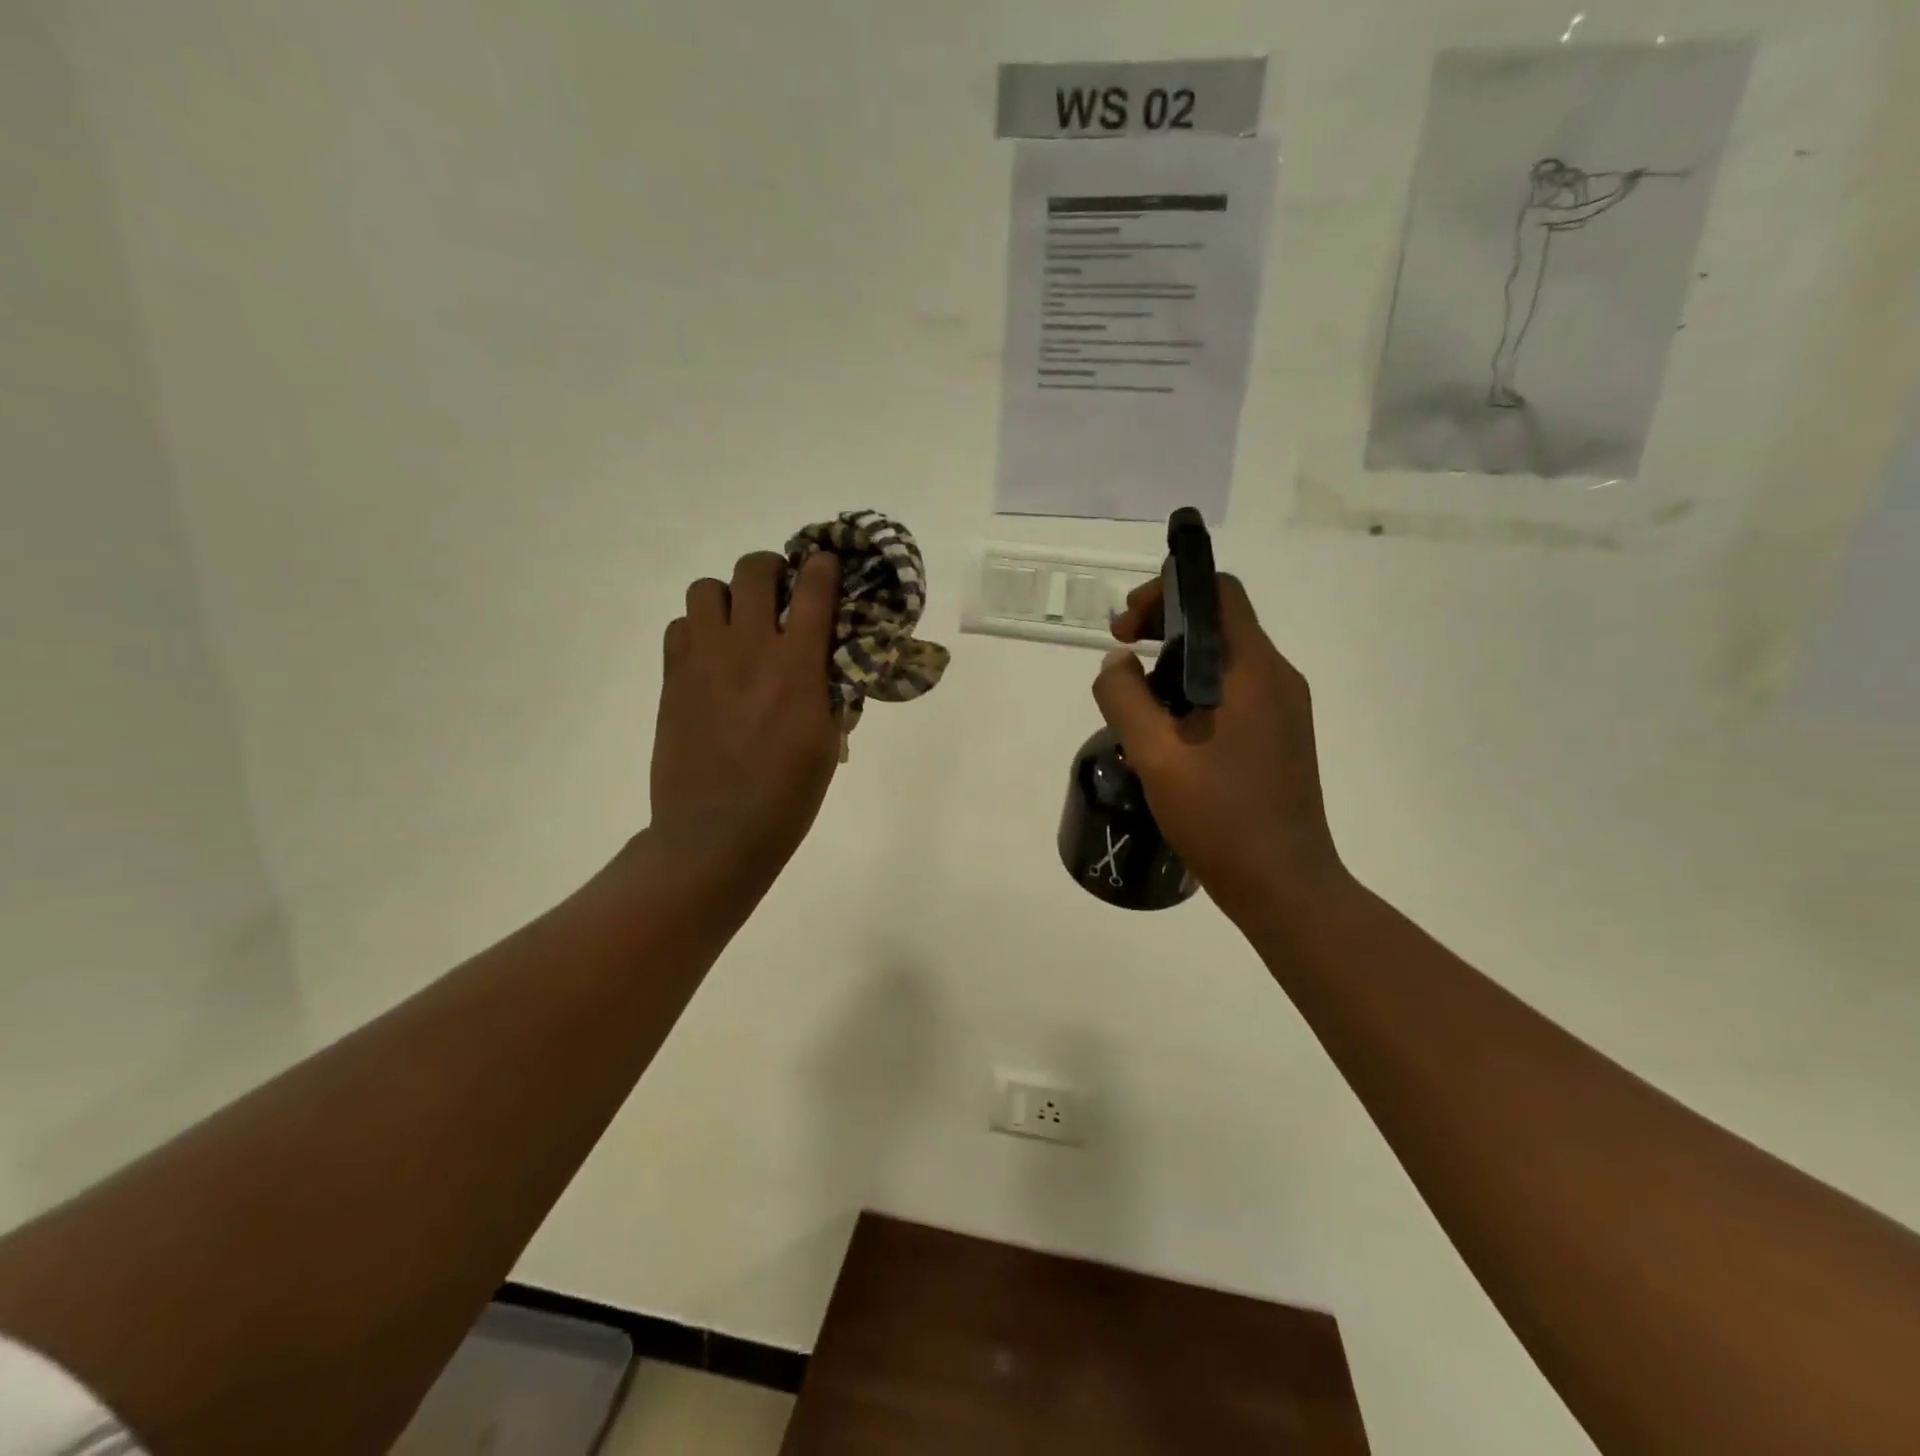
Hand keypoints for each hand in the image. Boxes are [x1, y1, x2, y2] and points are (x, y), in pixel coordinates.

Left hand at [649, 550, 841, 901]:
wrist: (715, 834)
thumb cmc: (787, 797)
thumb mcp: (827, 743)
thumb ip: (829, 690)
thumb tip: (827, 660)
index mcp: (796, 667)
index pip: (813, 589)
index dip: (823, 566)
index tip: (827, 566)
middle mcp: (748, 649)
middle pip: (753, 569)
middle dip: (773, 568)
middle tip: (781, 592)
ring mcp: (703, 661)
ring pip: (706, 589)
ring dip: (729, 596)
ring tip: (740, 624)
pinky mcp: (672, 678)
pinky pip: (681, 626)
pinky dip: (698, 630)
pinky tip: (712, 658)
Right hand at [1093, 576, 1346, 922]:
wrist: (1283, 884)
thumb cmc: (1220, 815)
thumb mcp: (1155, 753)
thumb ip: (1124, 697)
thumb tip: (1117, 662)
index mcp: (1253, 669)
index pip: (1218, 592)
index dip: (1165, 593)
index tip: (1127, 630)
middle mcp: (1277, 677)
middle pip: (1220, 624)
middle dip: (1164, 630)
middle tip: (1122, 662)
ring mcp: (1284, 709)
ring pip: (1225, 663)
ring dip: (1176, 668)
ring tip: (1139, 709)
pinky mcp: (1281, 737)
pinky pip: (1235, 695)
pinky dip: (1196, 695)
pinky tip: (1169, 737)